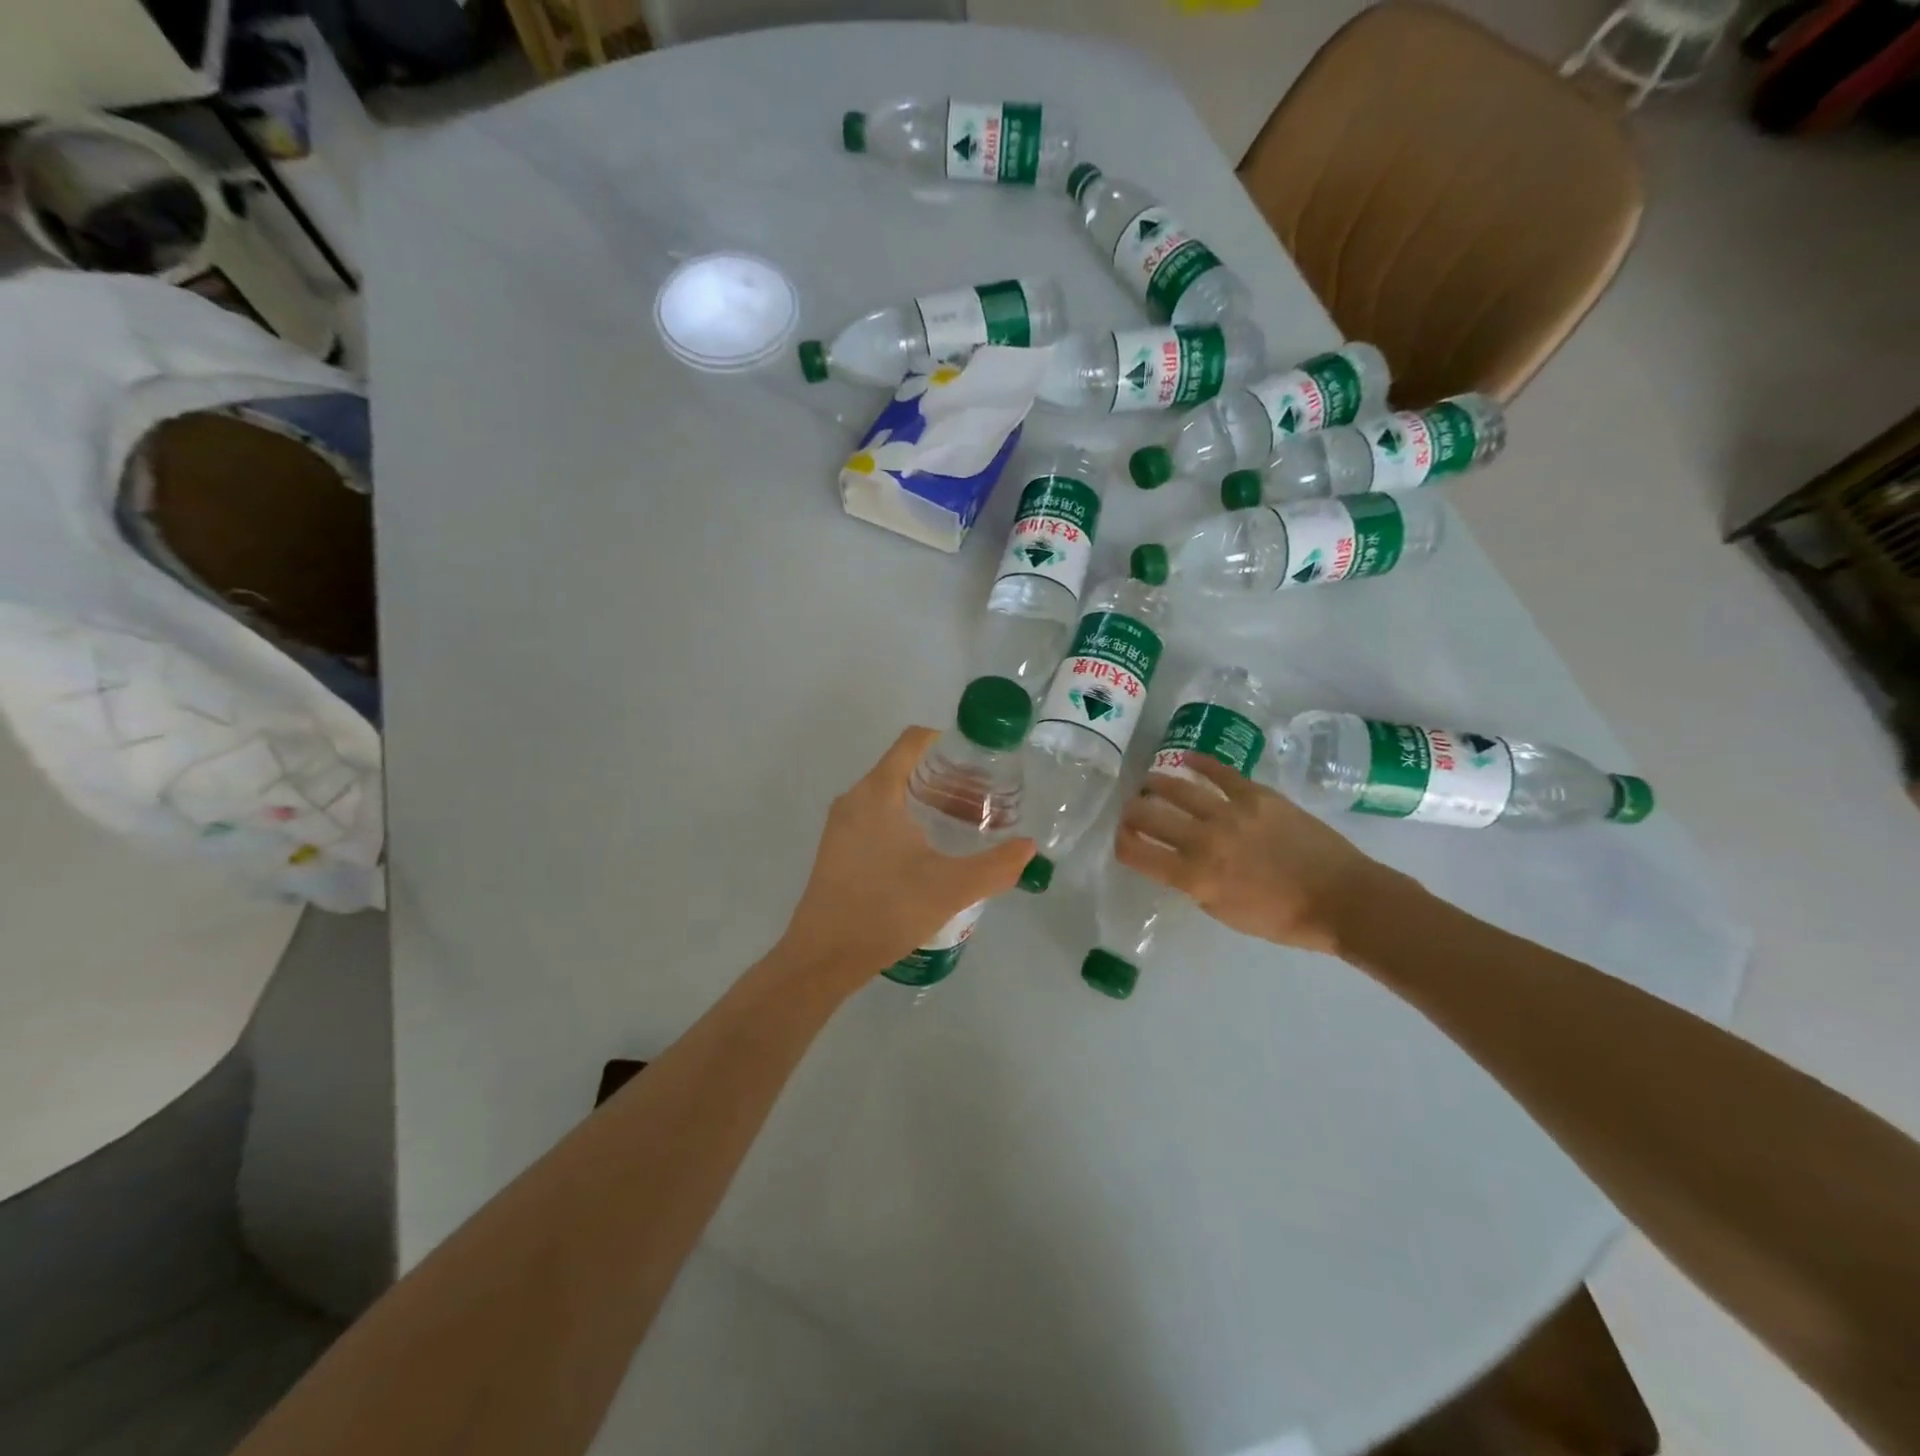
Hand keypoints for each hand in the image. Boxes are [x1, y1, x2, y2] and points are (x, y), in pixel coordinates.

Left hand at [777, 727, 1034, 993]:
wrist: (823, 957)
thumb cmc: (886, 910)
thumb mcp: (951, 888)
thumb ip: (996, 866)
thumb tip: (1028, 847)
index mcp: (878, 792)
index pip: (914, 741)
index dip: (950, 742)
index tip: (983, 761)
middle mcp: (856, 798)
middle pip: (907, 768)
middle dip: (949, 779)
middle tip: (986, 800)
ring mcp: (843, 825)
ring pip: (893, 795)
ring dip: (931, 802)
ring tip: (967, 826)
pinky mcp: (839, 849)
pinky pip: (879, 818)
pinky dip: (910, 821)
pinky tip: (934, 852)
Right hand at [1114, 753, 1388, 955]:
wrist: (1342, 898)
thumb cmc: (1284, 919)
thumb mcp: (1227, 914)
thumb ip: (1196, 886)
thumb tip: (1179, 863)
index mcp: (1195, 877)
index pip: (1139, 854)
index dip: (1121, 844)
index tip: (1120, 840)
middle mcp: (1204, 841)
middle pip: (1149, 817)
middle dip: (1131, 813)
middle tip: (1130, 811)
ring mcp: (1230, 813)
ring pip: (1177, 789)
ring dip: (1155, 784)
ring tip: (1148, 783)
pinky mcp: (1256, 795)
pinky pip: (1219, 772)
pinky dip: (1198, 763)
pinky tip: (1185, 759)